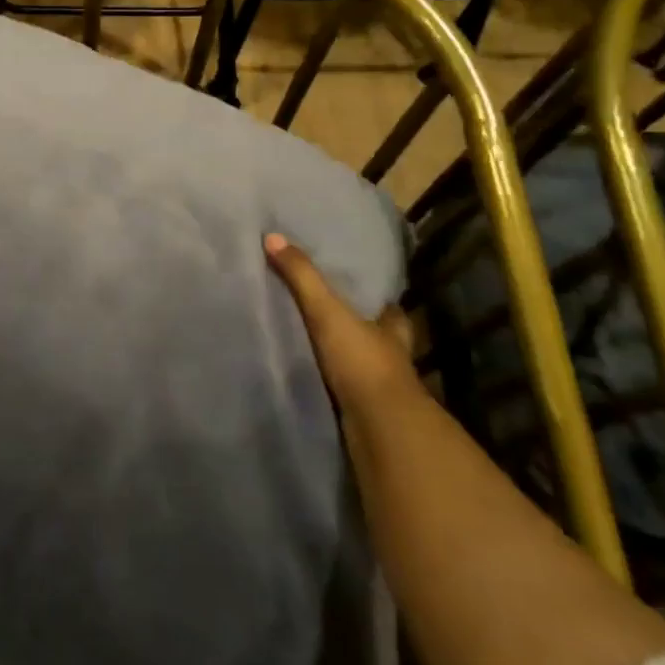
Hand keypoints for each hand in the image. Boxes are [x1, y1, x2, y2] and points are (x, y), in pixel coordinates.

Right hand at [264, 233, 417, 408]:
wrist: (379, 428)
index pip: (388, 308)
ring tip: (309, 343)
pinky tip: (310, 377)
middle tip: (328, 315)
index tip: (357, 288)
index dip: (376, 299)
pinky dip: (330, 384)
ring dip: (343, 357)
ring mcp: (380, 387)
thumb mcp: (327, 311)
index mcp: (391, 328)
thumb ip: (301, 277)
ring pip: (361, 364)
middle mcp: (392, 356)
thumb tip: (272, 237)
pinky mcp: (364, 412)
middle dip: (358, 329)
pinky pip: (344, 390)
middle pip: (375, 336)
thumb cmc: (362, 361)